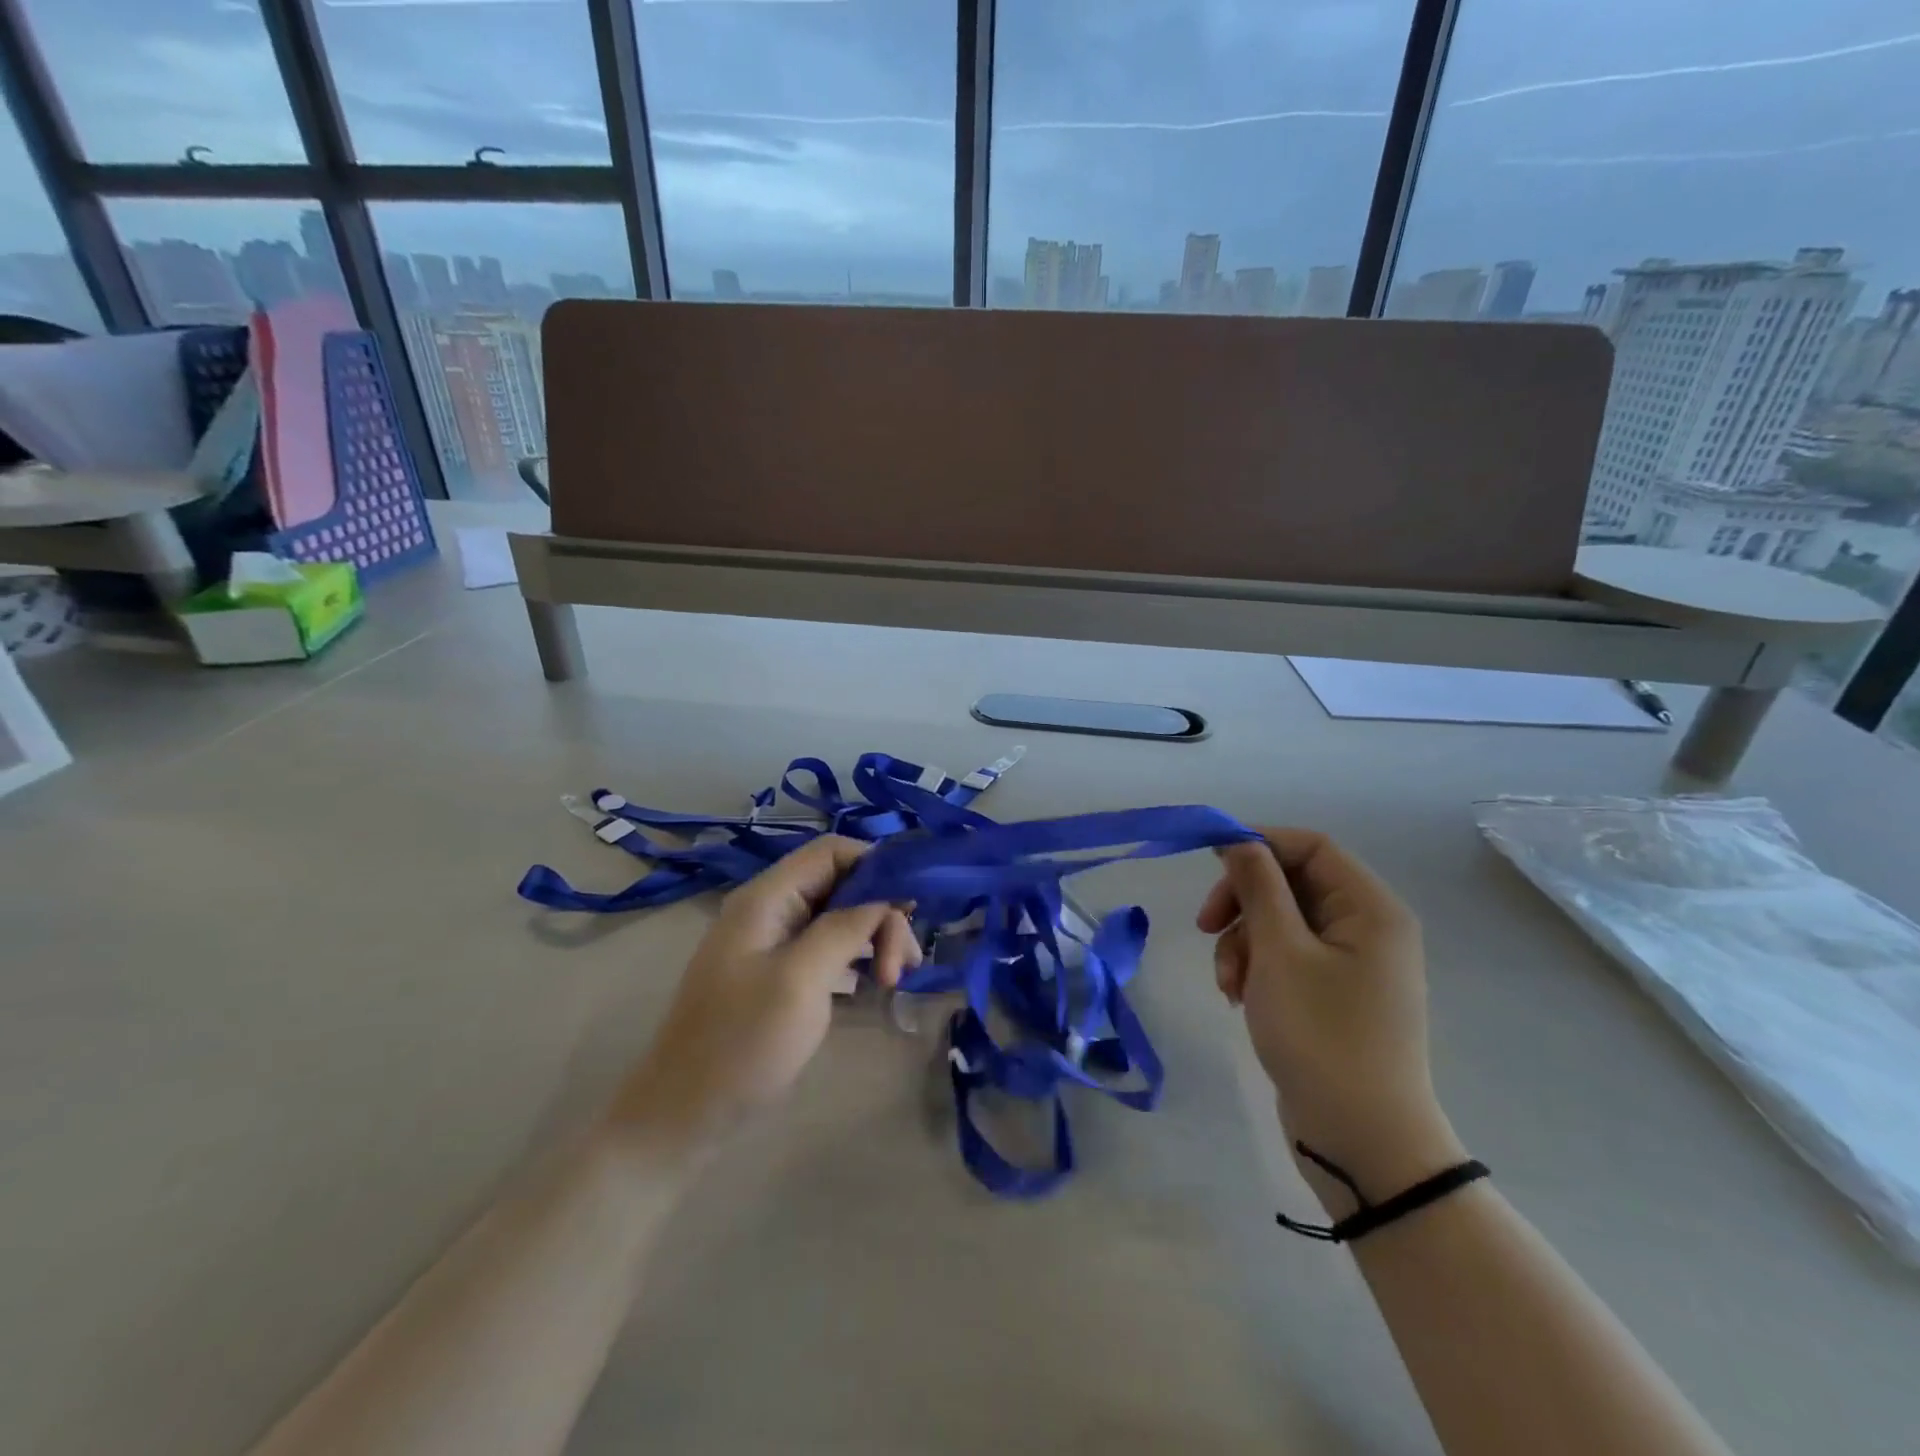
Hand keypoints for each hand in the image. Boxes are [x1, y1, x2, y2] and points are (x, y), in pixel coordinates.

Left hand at [606, 836, 920, 1157]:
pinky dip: (856, 959)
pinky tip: (874, 984)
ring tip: (896, 979)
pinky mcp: (779, 974)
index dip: (876, 866)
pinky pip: (828, 948)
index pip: (832, 852)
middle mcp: (771, 910)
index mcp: (767, 898)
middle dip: (880, 914)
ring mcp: (774, 944)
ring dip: (874, 938)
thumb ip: (845, 928)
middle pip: (841, 885)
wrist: (683, 1115)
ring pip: (839, 918)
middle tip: (904, 964)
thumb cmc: (742, 1043)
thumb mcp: (801, 980)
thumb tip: (885, 896)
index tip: (911, 907)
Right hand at [1197, 828, 1462, 1205]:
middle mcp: (1367, 928)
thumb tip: (1238, 840)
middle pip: (1291, 884)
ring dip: (1242, 941)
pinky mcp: (1333, 995)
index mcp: (1370, 909)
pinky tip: (1239, 997)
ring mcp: (1352, 964)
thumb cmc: (1321, 1036)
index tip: (1208, 858)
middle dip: (1243, 903)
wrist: (1362, 1142)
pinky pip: (1286, 957)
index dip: (1258, 843)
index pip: (1310, 847)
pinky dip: (1256, 968)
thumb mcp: (1279, 952)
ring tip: (1227, 982)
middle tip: (1204, 927)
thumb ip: (1257, 887)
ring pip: (1280, 922)